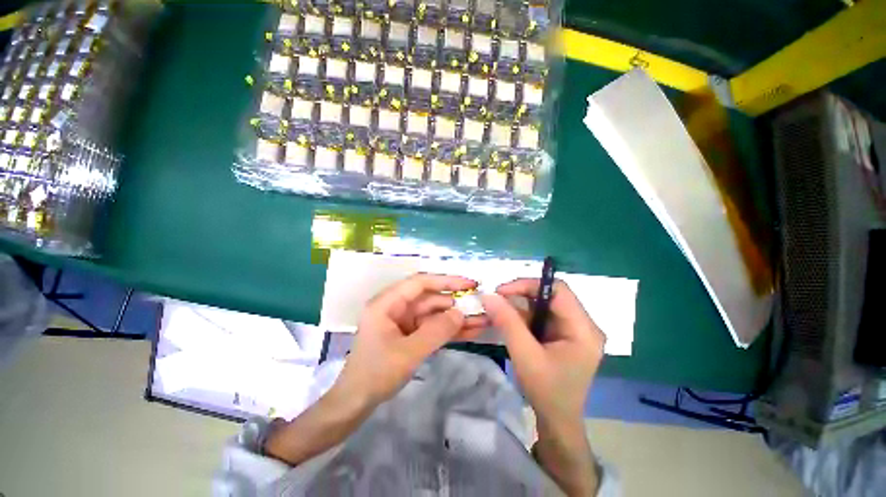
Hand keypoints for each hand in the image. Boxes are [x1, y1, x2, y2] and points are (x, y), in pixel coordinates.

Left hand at [335, 273, 487, 405]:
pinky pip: (432, 328)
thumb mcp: (408, 353)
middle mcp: (396, 307)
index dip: (446, 281)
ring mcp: (403, 322)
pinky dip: (449, 331)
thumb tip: (460, 313)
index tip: (469, 283)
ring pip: (434, 314)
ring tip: (482, 320)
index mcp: (387, 303)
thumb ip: (436, 331)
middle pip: (430, 299)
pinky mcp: (410, 335)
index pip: (420, 283)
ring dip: (456, 318)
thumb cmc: (375, 375)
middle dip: (456, 303)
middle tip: (481, 306)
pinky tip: (470, 331)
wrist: (355, 404)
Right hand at [481, 279, 604, 426]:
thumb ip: (507, 323)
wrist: (557, 421)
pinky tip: (510, 321)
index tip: (502, 291)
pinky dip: (524, 315)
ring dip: (520, 305)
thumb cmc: (547, 392)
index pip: (558, 290)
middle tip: (497, 299)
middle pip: (551, 295)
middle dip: (522, 294)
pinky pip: (542, 315)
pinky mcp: (564, 334)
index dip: (528, 285)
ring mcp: (574, 329)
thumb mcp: (525, 356)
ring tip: (500, 311)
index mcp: (584, 329)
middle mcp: (583, 324)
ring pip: (544, 304)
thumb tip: (488, 295)